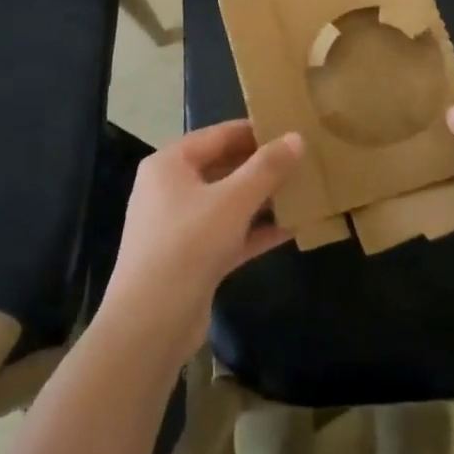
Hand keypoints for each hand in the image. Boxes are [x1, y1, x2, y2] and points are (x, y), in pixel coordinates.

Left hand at [97, 121, 304, 362]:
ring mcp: (180, 226)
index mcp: (170, 164)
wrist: (149, 325)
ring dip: (263, 199)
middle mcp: (171, 189)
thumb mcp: (232, 201)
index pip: (219, 135)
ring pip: (228, 202)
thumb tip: (297, 137)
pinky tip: (292, 227)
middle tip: (303, 159)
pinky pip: (229, 233)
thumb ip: (267, 168)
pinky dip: (256, 230)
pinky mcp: (192, 259)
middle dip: (262, 166)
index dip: (256, 130)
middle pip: (223, 167)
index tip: (292, 128)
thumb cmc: (187, 246)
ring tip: (304, 189)